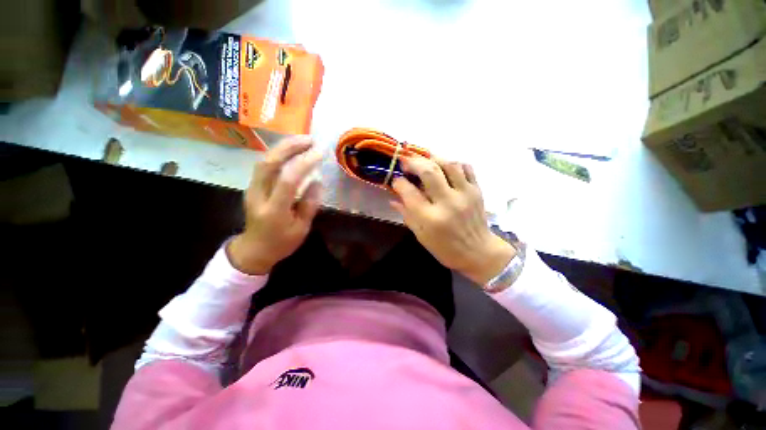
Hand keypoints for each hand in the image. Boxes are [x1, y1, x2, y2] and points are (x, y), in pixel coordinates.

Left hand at [227, 136, 322, 274]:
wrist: (254, 249)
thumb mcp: (301, 228)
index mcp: (274, 210)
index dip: (304, 163)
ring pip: (264, 161)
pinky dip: (278, 154)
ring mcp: (252, 189)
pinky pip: (264, 165)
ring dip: (283, 147)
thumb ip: (310, 205)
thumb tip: (318, 181)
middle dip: (289, 147)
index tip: (320, 153)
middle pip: (269, 163)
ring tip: (302, 140)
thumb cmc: (282, 243)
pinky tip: (291, 150)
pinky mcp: (252, 186)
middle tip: (310, 139)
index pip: (288, 180)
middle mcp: (258, 195)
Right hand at [391, 157, 514, 285]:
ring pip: (448, 164)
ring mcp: (465, 194)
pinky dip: (453, 163)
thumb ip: (406, 214)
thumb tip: (393, 198)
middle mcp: (447, 203)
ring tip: (424, 160)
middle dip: (413, 162)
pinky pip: (466, 167)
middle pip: (429, 171)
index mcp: (430, 218)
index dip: (398, 182)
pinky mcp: (477, 190)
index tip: (396, 180)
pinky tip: (444, 167)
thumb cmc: (445, 248)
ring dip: (433, 158)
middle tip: (406, 162)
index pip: (409, 192)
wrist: (478, 252)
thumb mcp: (421, 236)